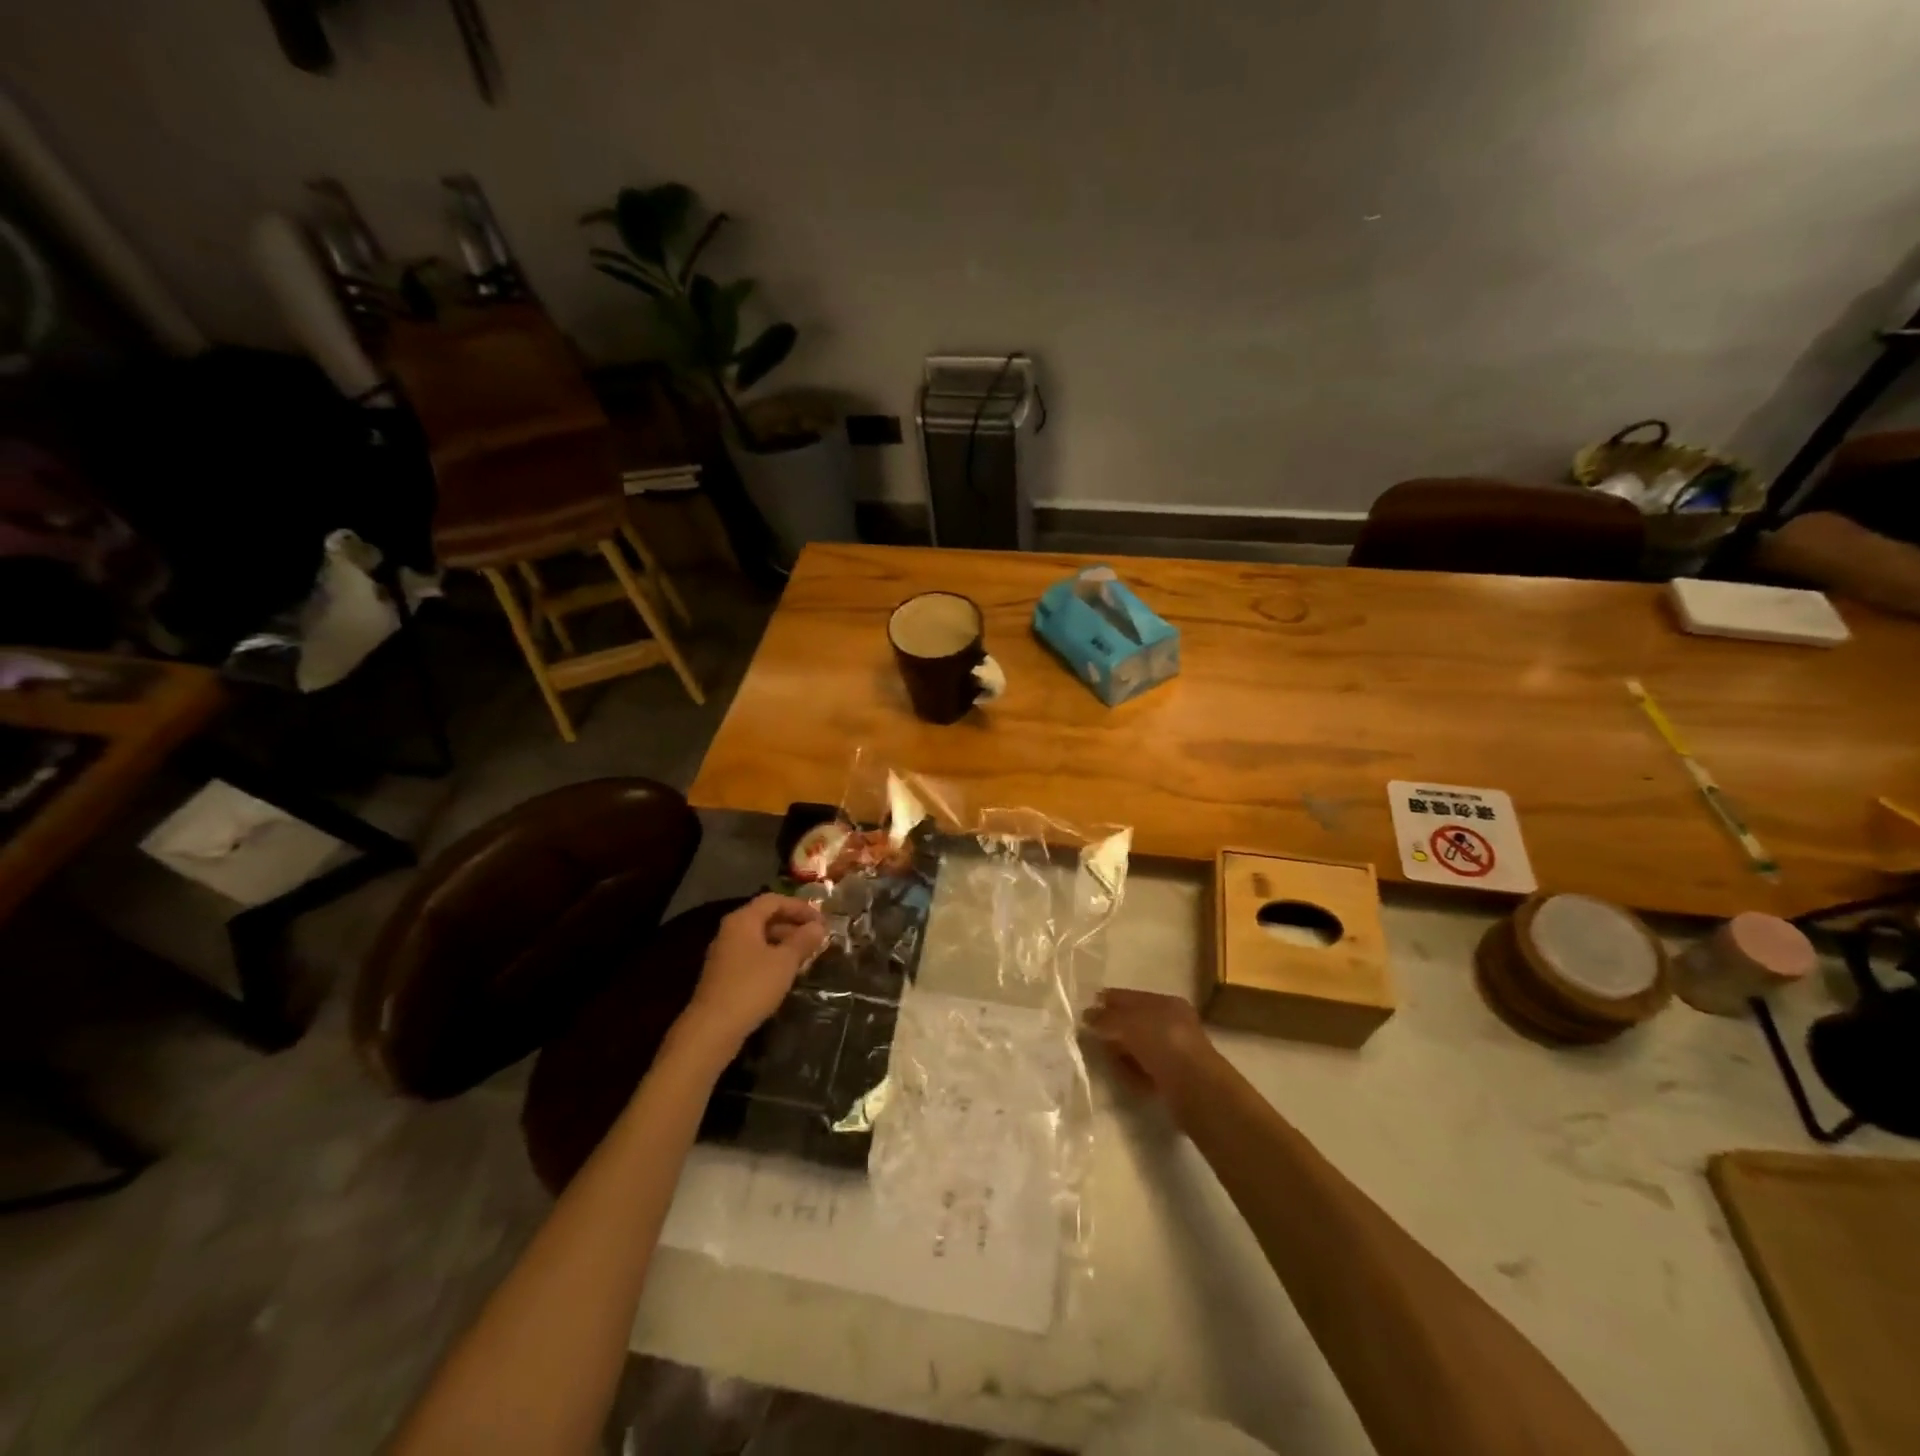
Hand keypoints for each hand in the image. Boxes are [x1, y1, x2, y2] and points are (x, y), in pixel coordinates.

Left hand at [682, 894, 827, 1050]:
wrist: (712, 1029)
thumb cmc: (751, 987)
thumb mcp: (784, 962)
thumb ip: (803, 941)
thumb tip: (818, 926)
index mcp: (743, 920)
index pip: (774, 900)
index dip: (800, 907)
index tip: (822, 920)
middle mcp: (731, 931)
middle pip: (765, 918)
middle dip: (793, 925)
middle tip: (817, 938)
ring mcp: (725, 954)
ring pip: (760, 939)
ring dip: (784, 943)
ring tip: (807, 956)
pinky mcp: (724, 976)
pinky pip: (753, 956)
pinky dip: (772, 958)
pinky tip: (786, 974)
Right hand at [1083, 989, 1218, 1109]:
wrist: (1197, 1089)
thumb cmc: (1163, 1044)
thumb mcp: (1129, 1023)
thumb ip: (1105, 1018)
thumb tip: (1086, 1016)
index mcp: (1166, 1003)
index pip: (1130, 997)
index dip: (1107, 1001)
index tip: (1084, 1010)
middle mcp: (1172, 1025)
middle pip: (1133, 1022)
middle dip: (1111, 1028)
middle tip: (1089, 1035)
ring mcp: (1173, 1053)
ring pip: (1137, 1047)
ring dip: (1120, 1052)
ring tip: (1102, 1057)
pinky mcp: (1172, 1079)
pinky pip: (1143, 1070)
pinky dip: (1131, 1072)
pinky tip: (1120, 1076)